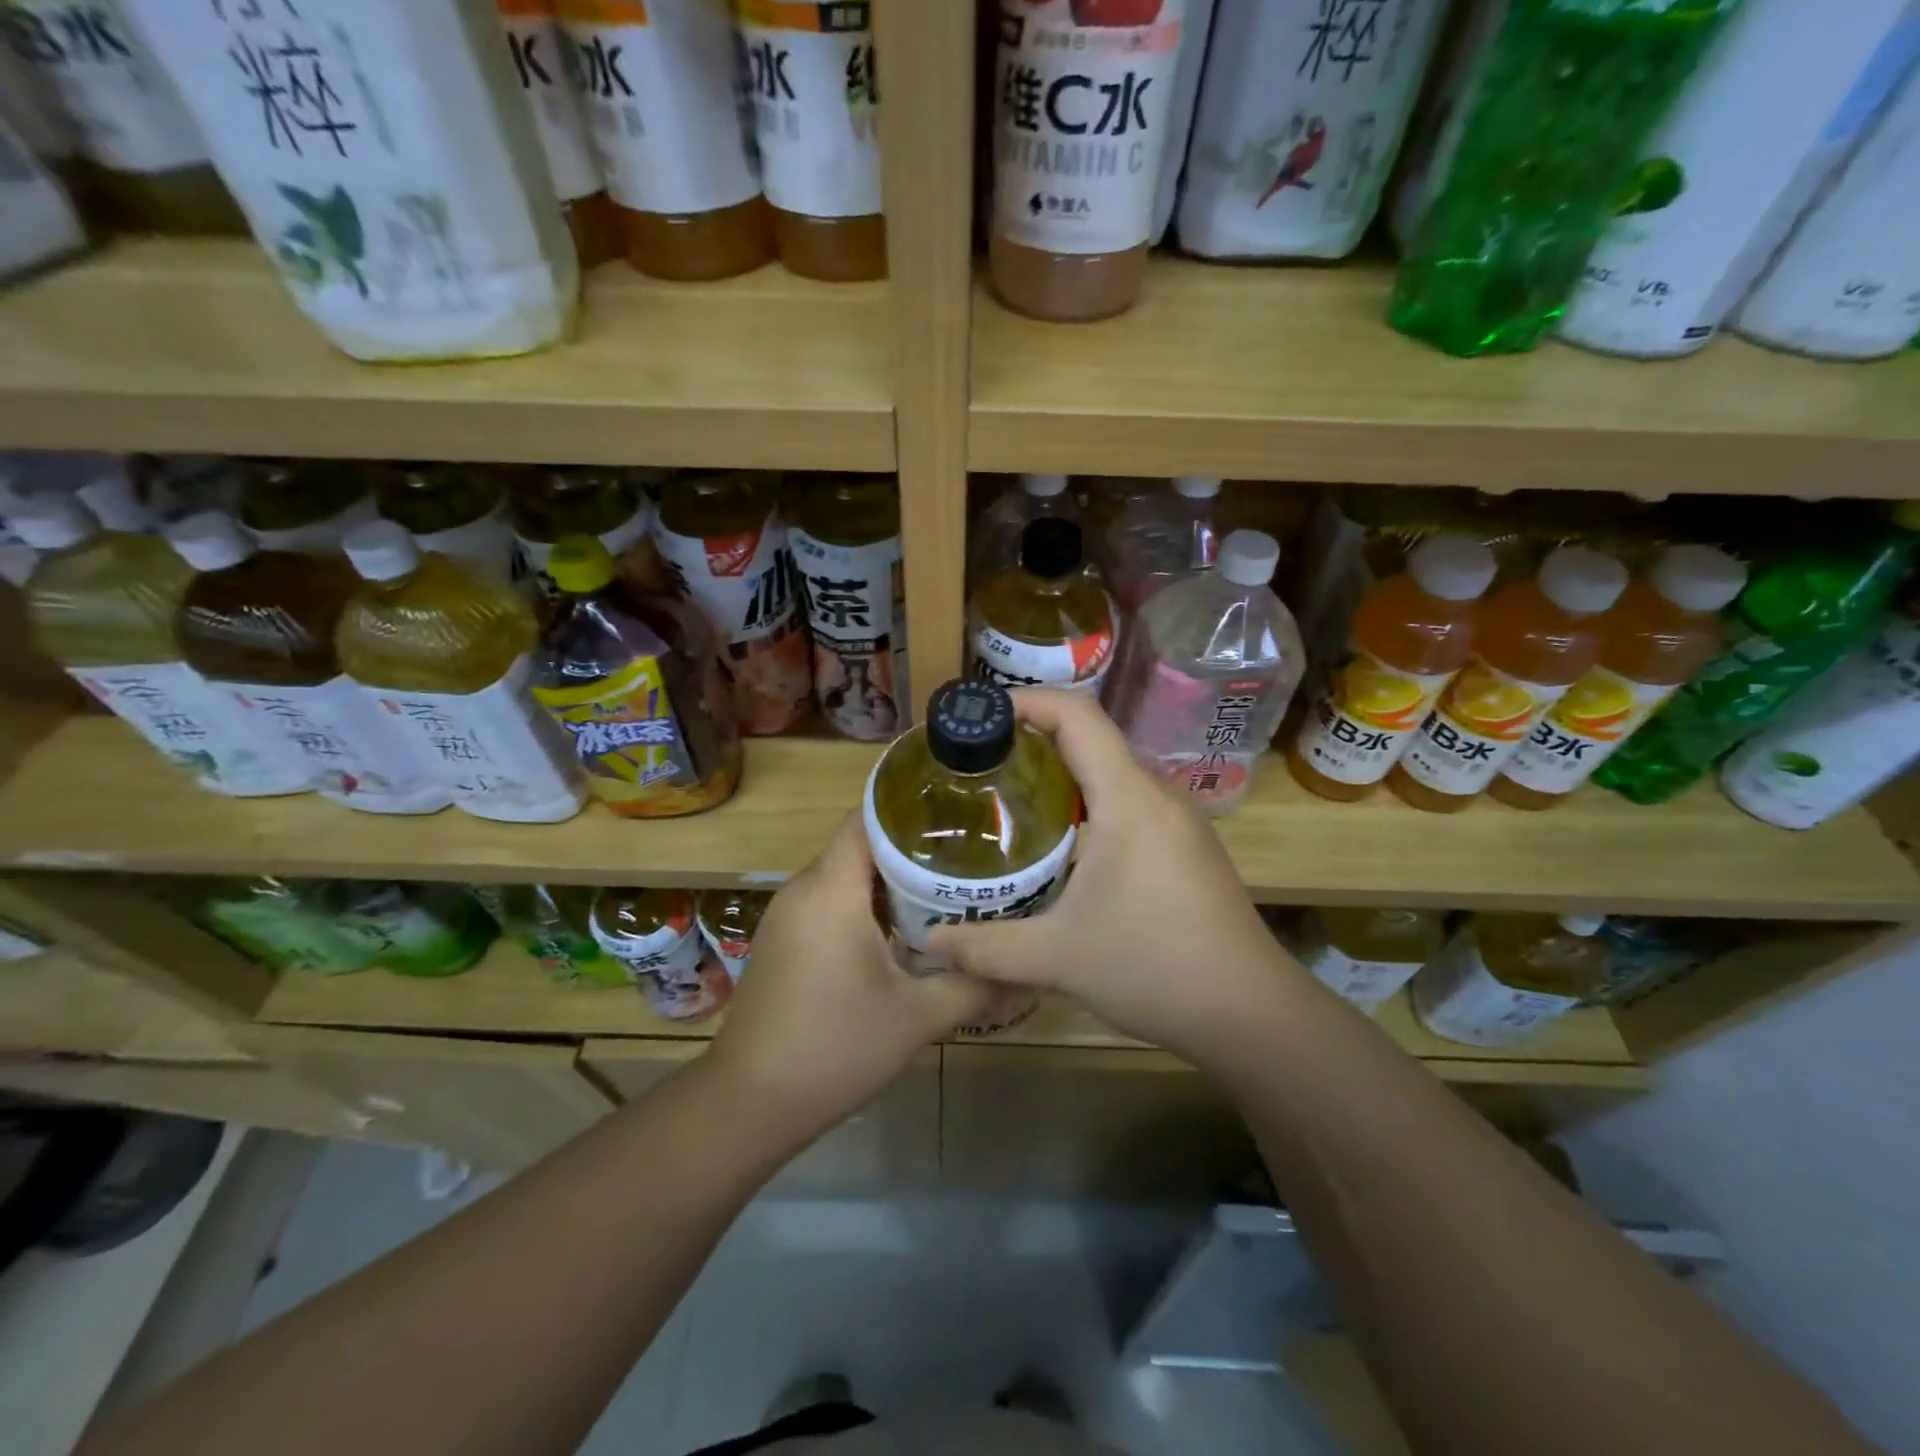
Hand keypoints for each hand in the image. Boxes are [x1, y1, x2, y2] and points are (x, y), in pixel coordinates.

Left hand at [708, 815, 992, 1135]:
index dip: (911, 811)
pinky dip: (864, 903)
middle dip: (911, 847)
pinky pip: (829, 901)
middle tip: (966, 855)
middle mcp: (804, 889)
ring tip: (944, 888)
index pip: (868, 819)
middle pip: (860, 845)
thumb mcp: (917, 1017)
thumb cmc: (835, 1048)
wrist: (750, 1103)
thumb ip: (973, 985)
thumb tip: (1024, 971)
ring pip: (845, 875)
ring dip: (889, 879)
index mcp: (831, 890)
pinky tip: (902, 929)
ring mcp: (787, 915)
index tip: (958, 817)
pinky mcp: (783, 940)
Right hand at [928, 689, 1301, 1064]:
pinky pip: (1129, 802)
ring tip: (1009, 798)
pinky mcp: (1186, 846)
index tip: (980, 715)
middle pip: (1091, 738)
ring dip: (1061, 774)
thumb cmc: (1155, 968)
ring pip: (1111, 772)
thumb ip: (987, 947)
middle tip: (978, 764)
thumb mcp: (1058, 958)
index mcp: (1129, 798)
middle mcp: (1157, 795)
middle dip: (1032, 740)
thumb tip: (930, 942)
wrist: (1251, 1013)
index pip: (1077, 716)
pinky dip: (1088, 803)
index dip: (1026, 701)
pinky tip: (1061, 843)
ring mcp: (1178, 820)